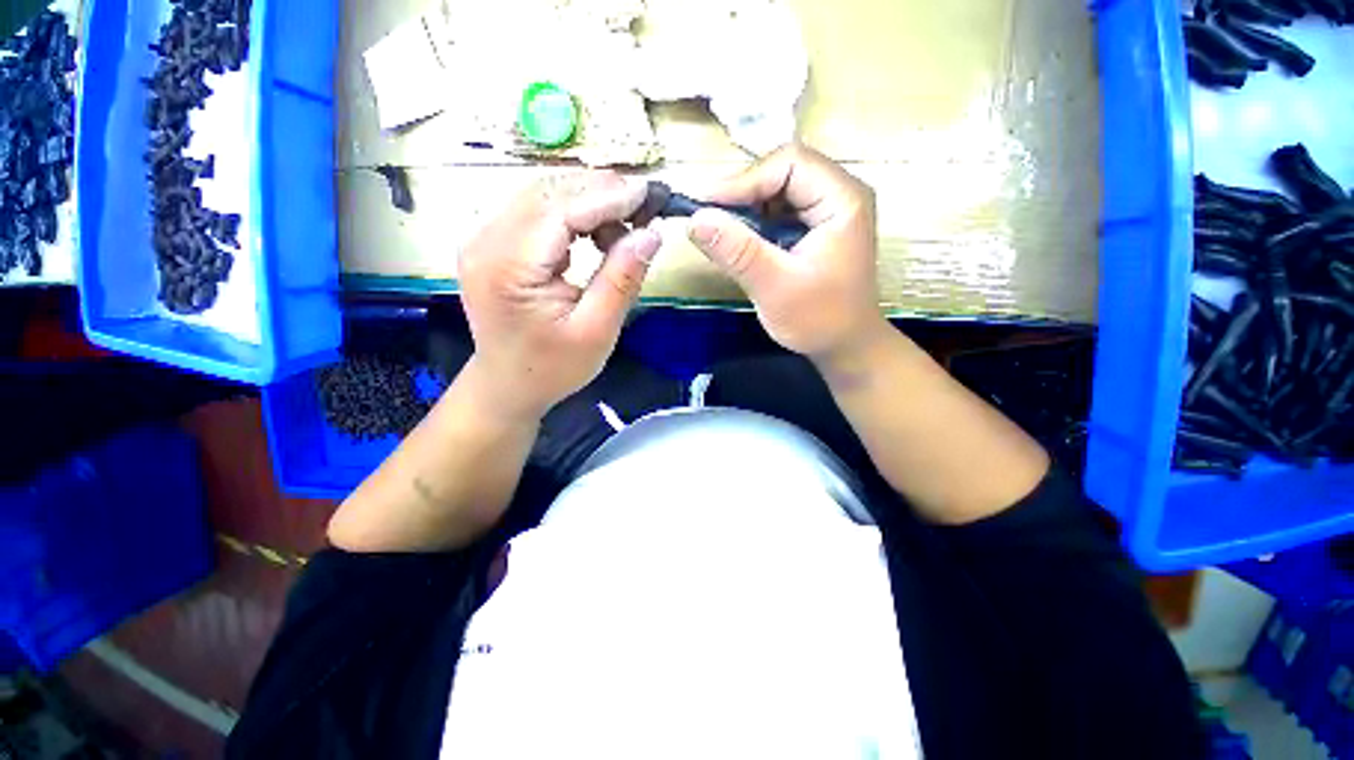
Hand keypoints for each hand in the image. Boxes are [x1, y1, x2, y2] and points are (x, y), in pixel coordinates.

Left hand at [459, 171, 659, 419]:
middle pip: (548, 192)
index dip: (608, 196)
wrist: (509, 385)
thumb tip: (651, 233)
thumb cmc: (553, 367)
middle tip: (644, 207)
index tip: (650, 194)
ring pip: (542, 195)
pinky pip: (536, 211)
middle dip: (601, 192)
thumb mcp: (597, 330)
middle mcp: (486, 241)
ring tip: (626, 225)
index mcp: (509, 266)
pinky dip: (572, 214)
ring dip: (588, 202)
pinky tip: (597, 234)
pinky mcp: (492, 243)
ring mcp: (484, 238)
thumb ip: (622, 279)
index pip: (561, 209)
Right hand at [686, 144, 885, 362]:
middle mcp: (839, 194)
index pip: (788, 164)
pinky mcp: (814, 228)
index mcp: (842, 199)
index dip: (742, 180)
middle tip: (707, 218)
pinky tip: (738, 243)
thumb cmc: (819, 320)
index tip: (704, 206)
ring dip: (744, 209)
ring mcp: (827, 210)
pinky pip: (778, 212)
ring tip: (719, 232)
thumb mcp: (775, 287)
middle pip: (782, 172)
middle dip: (741, 194)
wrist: (845, 347)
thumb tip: (695, 219)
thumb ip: (737, 252)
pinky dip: (753, 224)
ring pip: (776, 191)